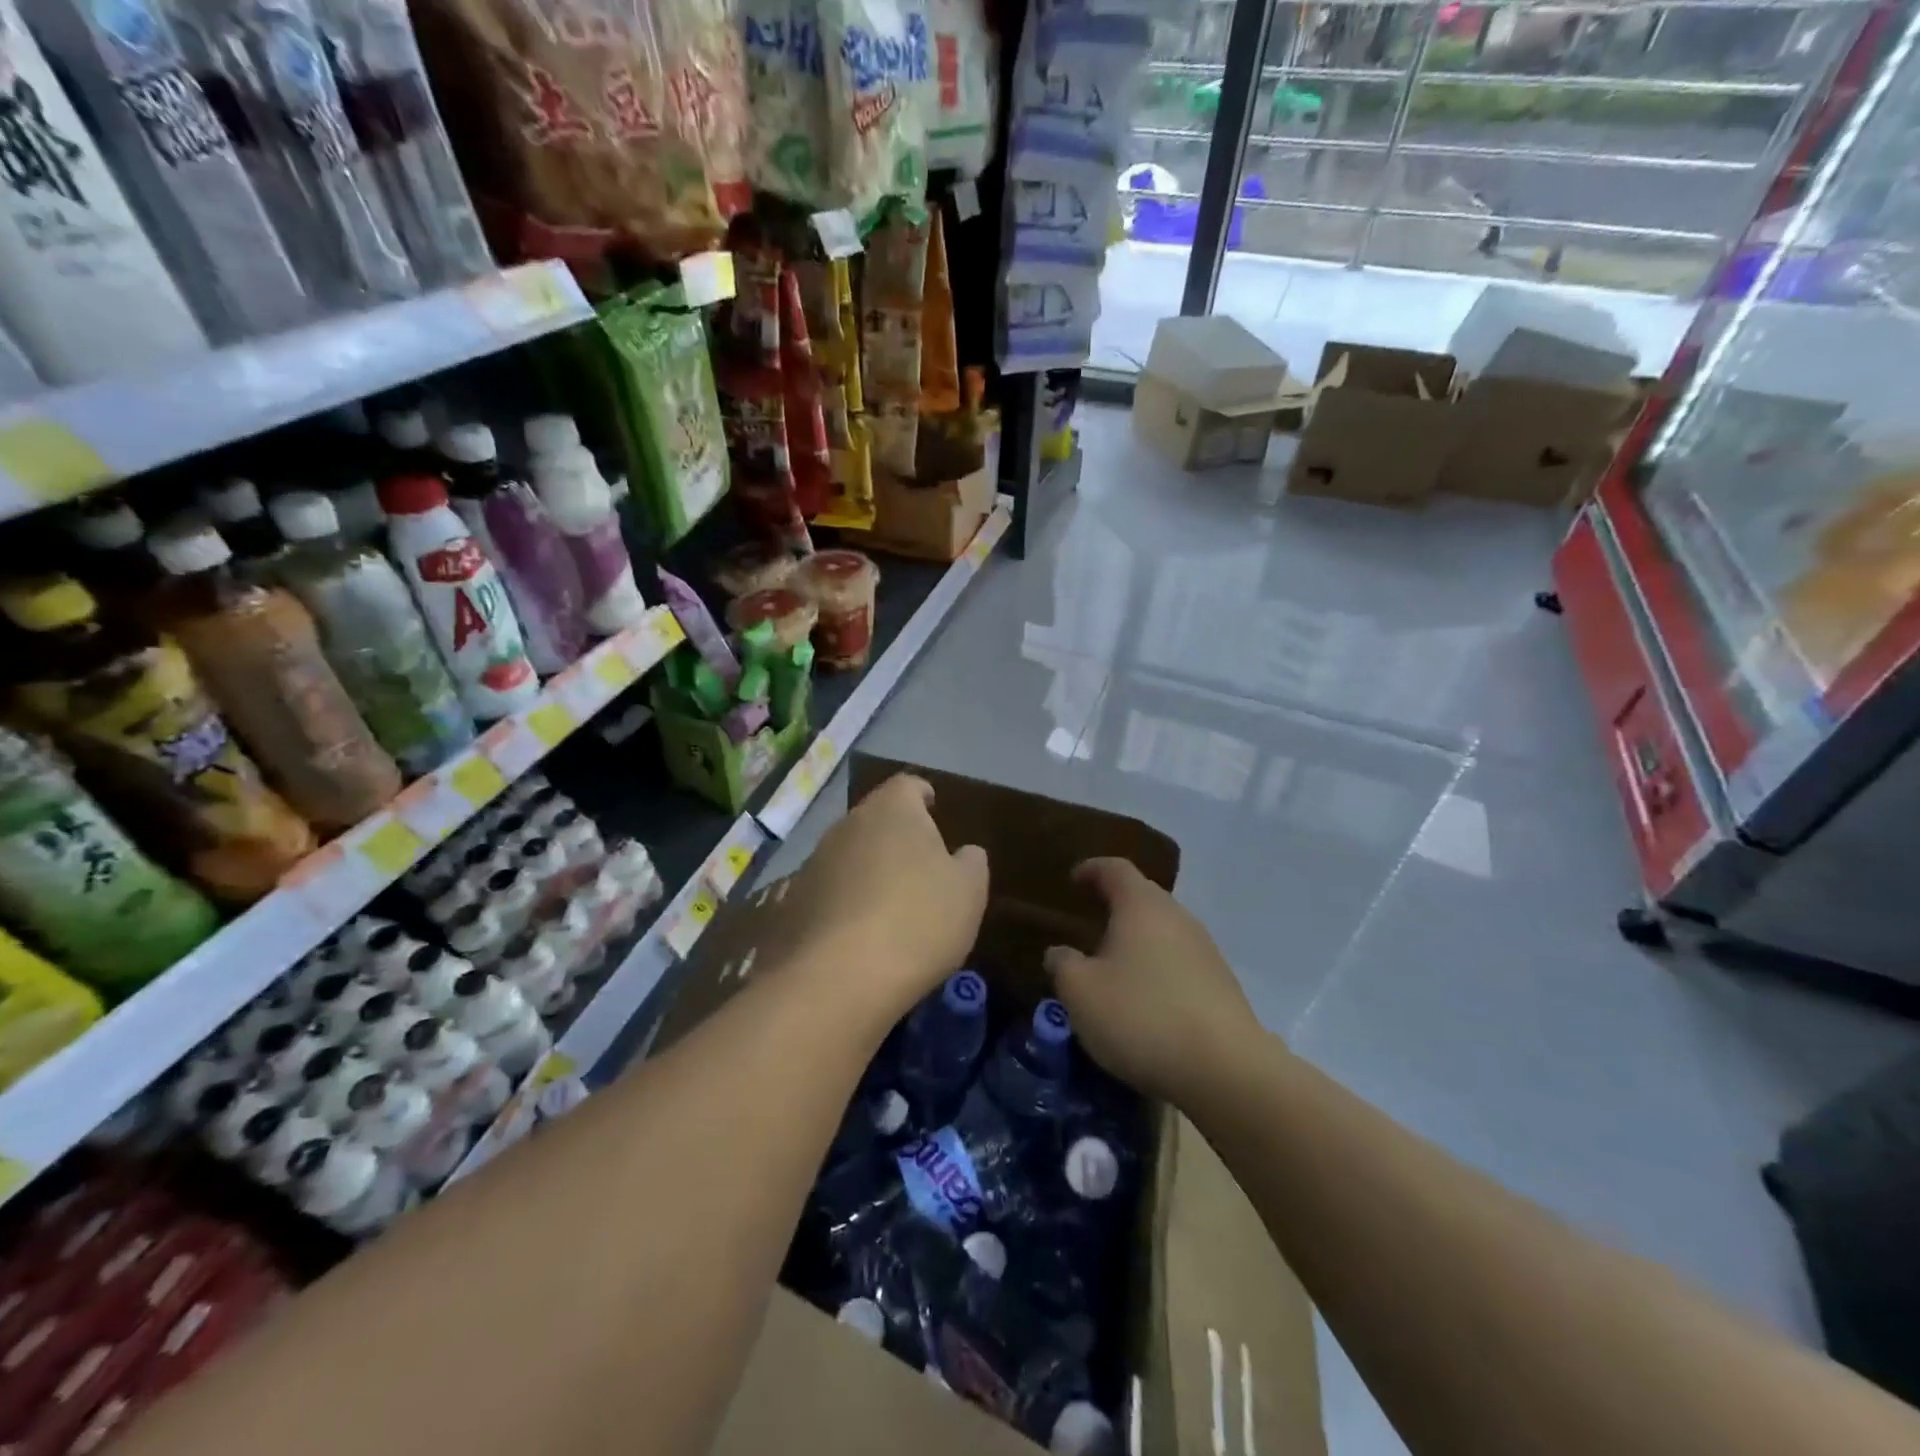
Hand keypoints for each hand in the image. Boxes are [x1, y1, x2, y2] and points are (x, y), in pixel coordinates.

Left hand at [788, 774, 987, 1024]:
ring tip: (890, 904)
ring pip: (848, 856)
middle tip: (919, 864)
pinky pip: (828, 893)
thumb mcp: (968, 892)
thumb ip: (971, 863)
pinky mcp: (792, 903)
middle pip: (875, 819)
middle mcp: (847, 825)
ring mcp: (813, 863)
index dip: (922, 794)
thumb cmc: (917, 920)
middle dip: (895, 836)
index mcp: (891, 810)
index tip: (933, 807)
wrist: (838, 979)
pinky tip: (859, 934)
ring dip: (867, 870)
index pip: (907, 785)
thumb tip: (965, 853)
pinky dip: (844, 904)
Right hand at [1044, 858, 1259, 1104]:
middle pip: (1143, 897)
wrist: (1226, 1070)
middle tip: (1091, 921)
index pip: (1115, 869)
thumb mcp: (1081, 993)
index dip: (1092, 869)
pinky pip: (1180, 961)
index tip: (1073, 879)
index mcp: (1141, 906)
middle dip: (1116, 904)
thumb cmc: (1141, 1016)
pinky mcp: (1222, 984)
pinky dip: (1158, 967)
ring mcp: (1206, 950)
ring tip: (1114, 963)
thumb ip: (1063, 965)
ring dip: (1138, 939)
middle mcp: (1177, 917)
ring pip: (1164, 930)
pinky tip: (1145, 998)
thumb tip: (1059, 953)